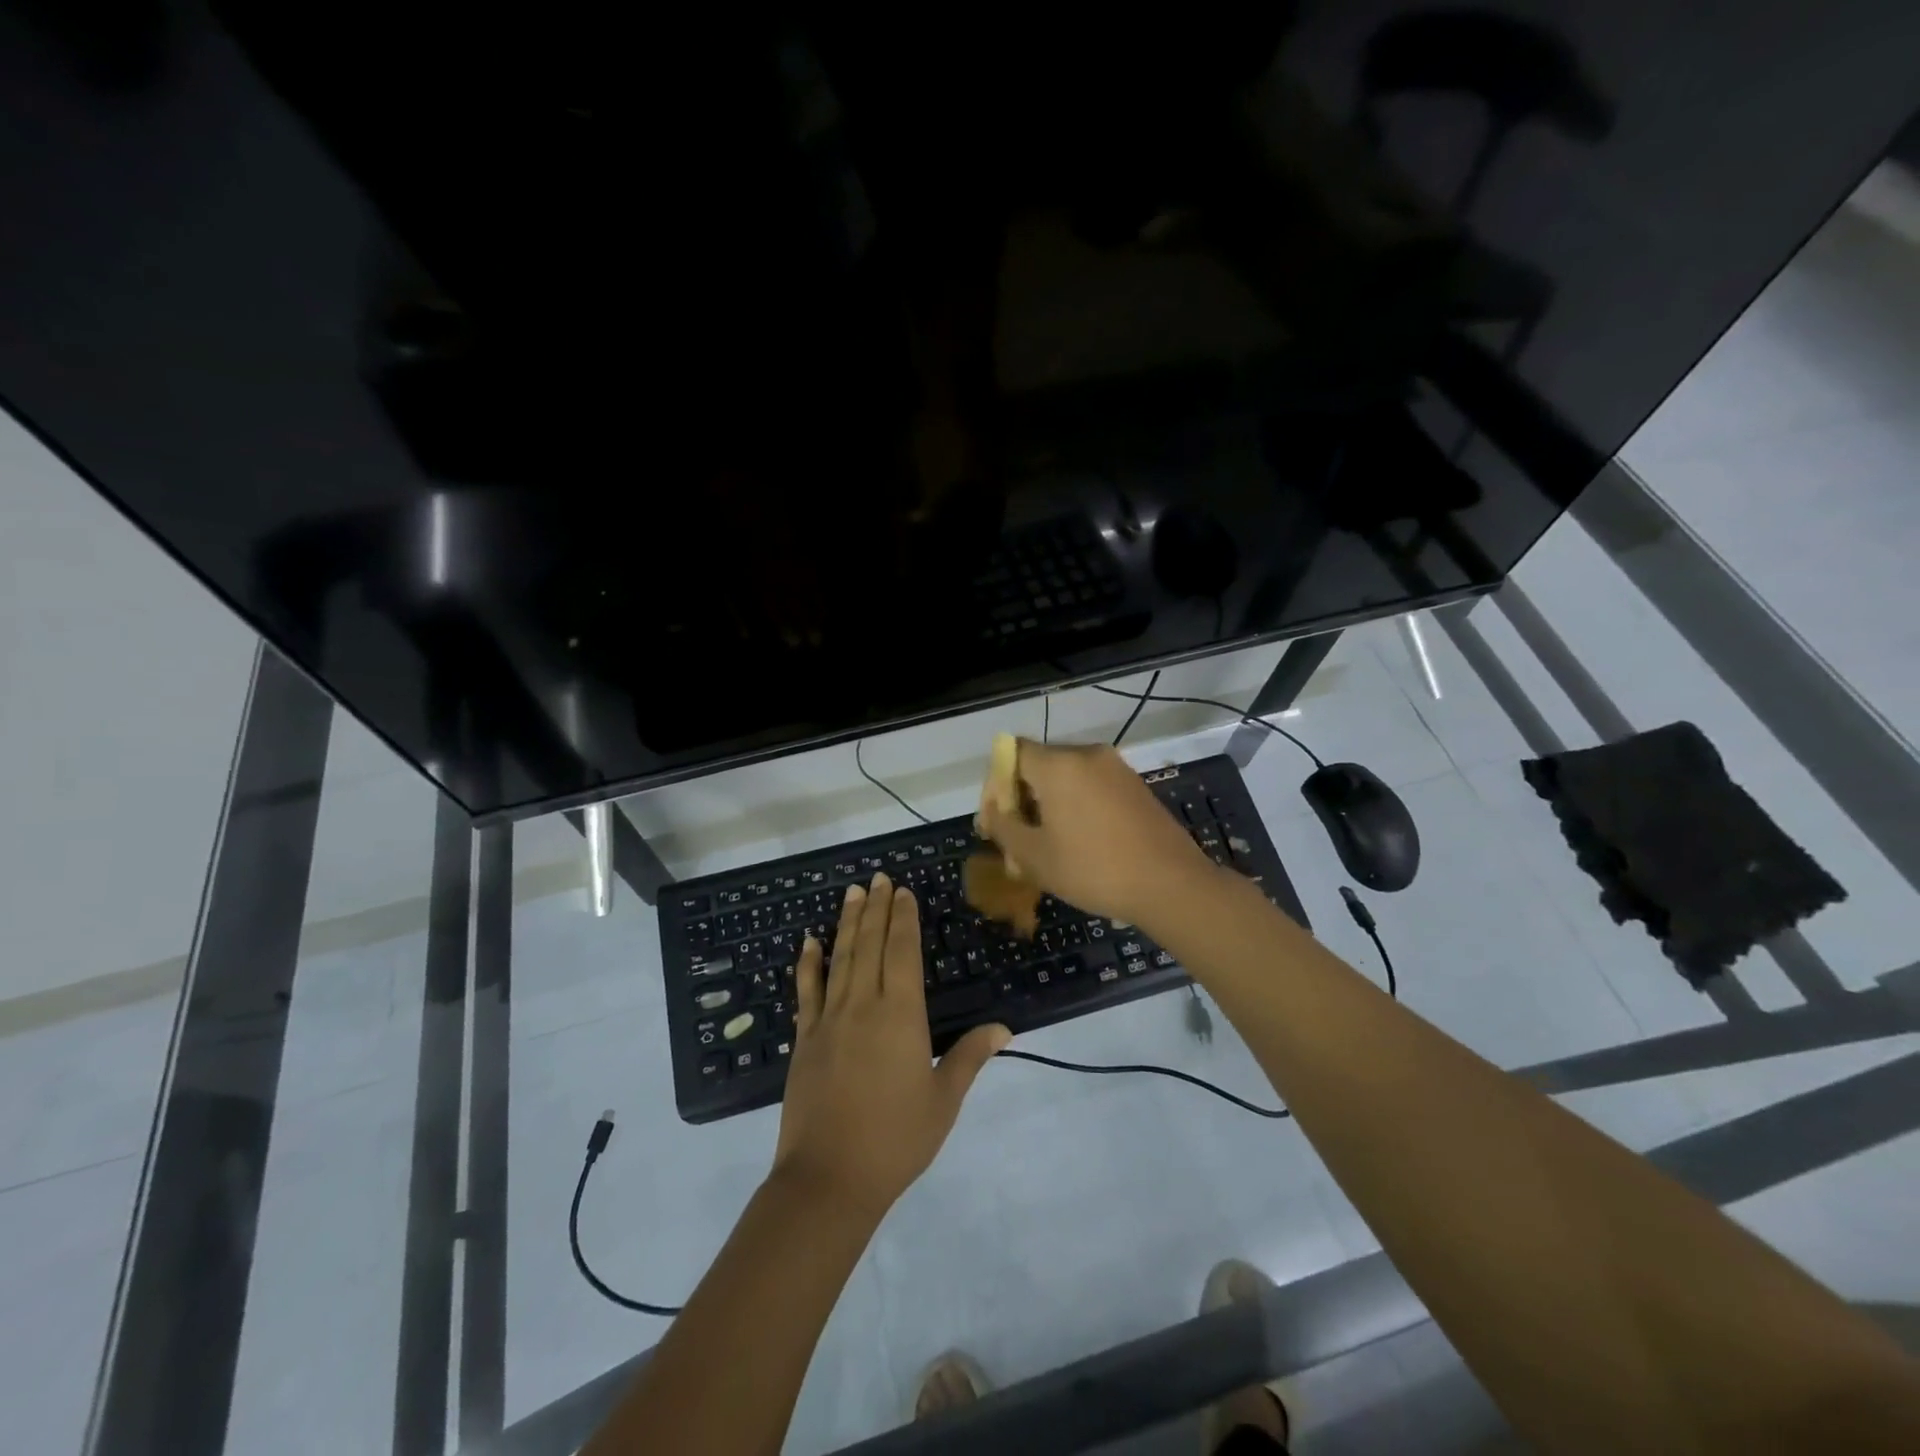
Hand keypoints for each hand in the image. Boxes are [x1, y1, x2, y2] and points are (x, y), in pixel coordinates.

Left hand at [772, 874, 1009, 1220]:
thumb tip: (1003, 1027)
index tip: (902, 891)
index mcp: (901, 1016)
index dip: (903, 919)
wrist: (828, 1179)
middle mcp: (863, 1005)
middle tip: (878, 877)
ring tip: (852, 892)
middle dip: (876, 908)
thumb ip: (970, 1057)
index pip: (903, 953)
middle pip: (871, 945)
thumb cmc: (895, 1139)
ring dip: (847, 923)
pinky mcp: (804, 1039)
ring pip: (840, 958)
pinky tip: (810, 941)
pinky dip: (809, 963)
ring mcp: (829, 1020)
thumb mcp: (943, 1100)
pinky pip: (806, 991)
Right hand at [976, 740, 1216, 924]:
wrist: (1171, 884)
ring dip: (1048, 805)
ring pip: (1066, 778)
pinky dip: (1076, 806)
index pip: (1012, 753)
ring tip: (1046, 847)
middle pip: (1039, 764)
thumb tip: (993, 812)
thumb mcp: (1034, 856)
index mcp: (1058, 764)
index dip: (995, 783)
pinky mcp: (1135, 786)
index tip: (996, 819)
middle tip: (1016, 839)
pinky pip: (1092, 787)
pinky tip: (1079, 843)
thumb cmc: (1094, 869)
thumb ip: (1004, 827)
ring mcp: (1116, 768)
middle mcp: (1087, 754)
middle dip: (1020, 797)